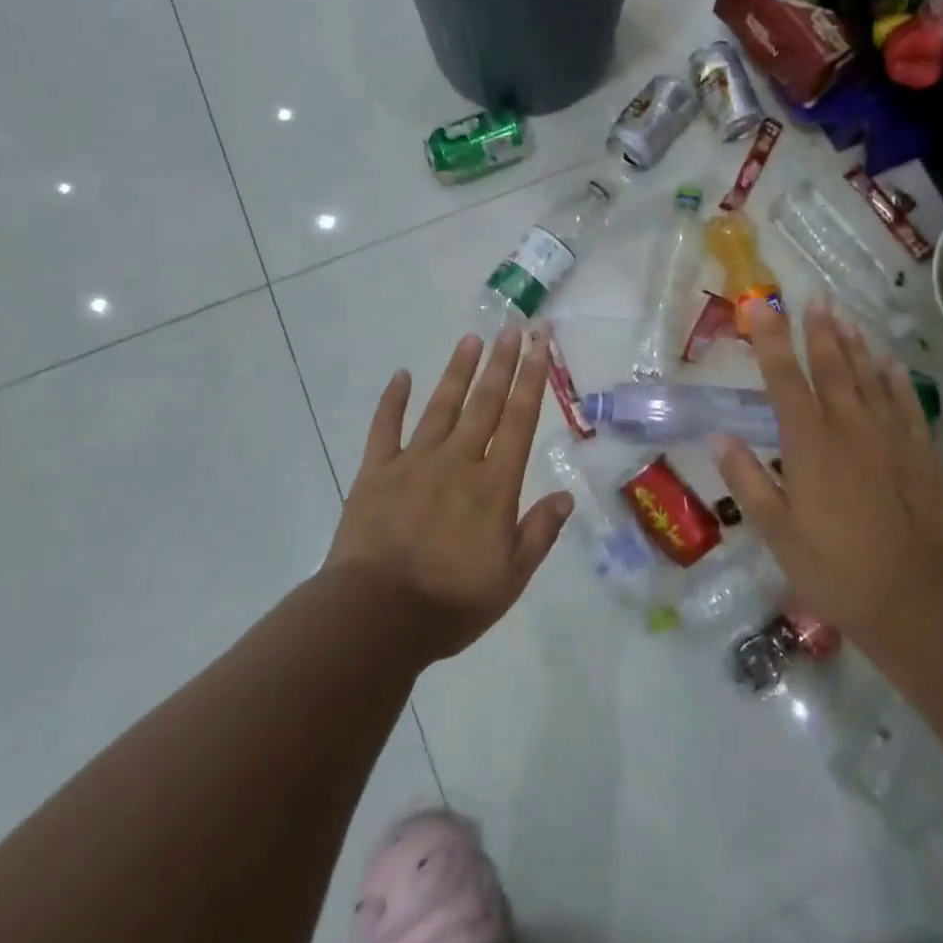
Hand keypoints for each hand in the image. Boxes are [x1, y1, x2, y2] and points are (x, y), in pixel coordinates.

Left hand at [326, 325, 572, 661]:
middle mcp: (457, 461)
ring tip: (471, 339)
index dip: (532, 378)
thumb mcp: (510, 578)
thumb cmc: (450, 602)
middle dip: (501, 363)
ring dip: (458, 371)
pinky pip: (385, 428)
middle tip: (511, 327)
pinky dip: (392, 400)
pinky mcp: (376, 472)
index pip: (519, 420)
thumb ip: (539, 533)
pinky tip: (401, 375)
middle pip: (484, 403)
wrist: (376, 616)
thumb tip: (566, 496)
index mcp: (493, 485)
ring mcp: (414, 462)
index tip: (539, 343)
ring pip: (442, 406)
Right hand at [713, 299, 942, 634]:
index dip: (771, 341)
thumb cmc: (836, 569)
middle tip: (814, 300)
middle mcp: (849, 428)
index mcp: (809, 444)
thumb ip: (747, 480)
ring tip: (845, 318)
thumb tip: (718, 437)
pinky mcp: (921, 454)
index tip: (762, 307)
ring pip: (869, 378)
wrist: (919, 600)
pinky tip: (892, 363)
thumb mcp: (777, 532)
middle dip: (819, 331)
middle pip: (831, 368)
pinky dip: (897, 380)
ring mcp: (890, 438)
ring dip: (855, 346)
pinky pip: (907, 404)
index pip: (784, 380)